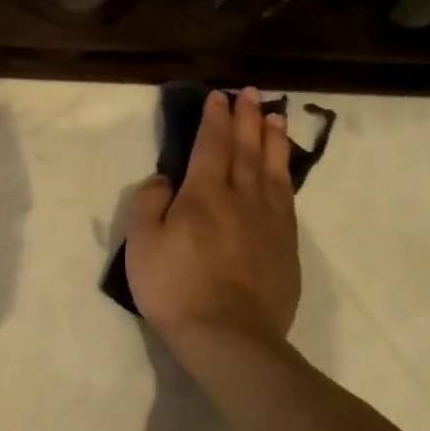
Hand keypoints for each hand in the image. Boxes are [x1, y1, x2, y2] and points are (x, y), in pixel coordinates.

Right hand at [125, 87, 301, 347]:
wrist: (228, 336)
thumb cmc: (175, 287)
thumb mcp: (142, 244)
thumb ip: (149, 203)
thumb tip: (165, 179)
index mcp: (204, 195)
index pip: (212, 145)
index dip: (215, 119)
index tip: (219, 97)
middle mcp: (242, 198)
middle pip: (247, 149)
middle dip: (247, 119)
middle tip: (251, 94)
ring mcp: (270, 222)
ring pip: (274, 169)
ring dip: (273, 140)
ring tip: (275, 117)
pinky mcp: (286, 245)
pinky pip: (287, 197)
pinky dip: (286, 174)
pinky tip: (284, 169)